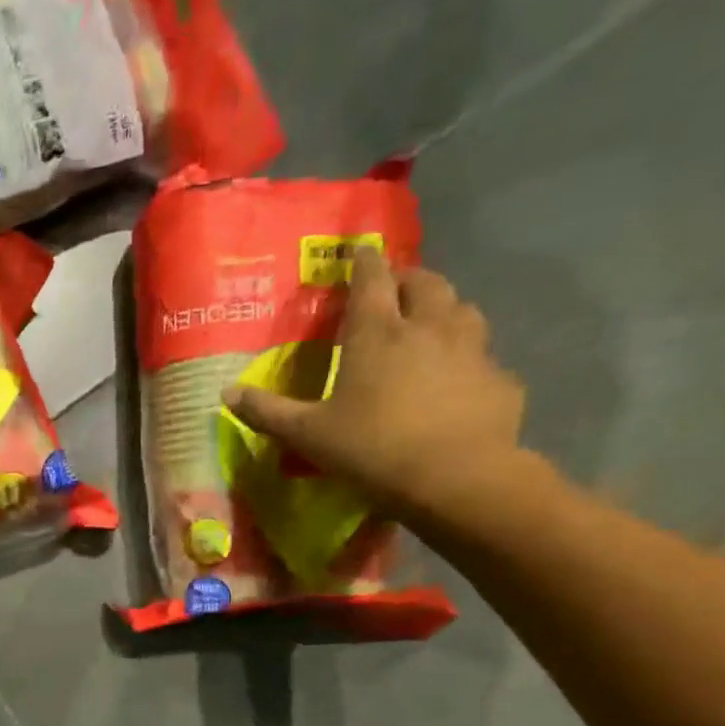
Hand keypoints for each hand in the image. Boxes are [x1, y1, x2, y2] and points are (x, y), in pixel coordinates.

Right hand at [223, 248, 528, 523]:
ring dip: (442, 307)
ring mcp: (471, 350)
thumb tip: (226, 393)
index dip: (363, 259)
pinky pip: (481, 355)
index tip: (359, 246)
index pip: (371, 279)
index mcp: (377, 334)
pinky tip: (453, 379)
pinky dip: (465, 356)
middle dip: (406, 278)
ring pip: (461, 309)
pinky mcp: (498, 379)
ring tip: (427, 322)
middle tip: (391, 287)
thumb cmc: (371, 449)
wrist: (456, 479)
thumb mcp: (306, 434)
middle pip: (424, 283)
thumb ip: (266, 411)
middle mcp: (428, 328)